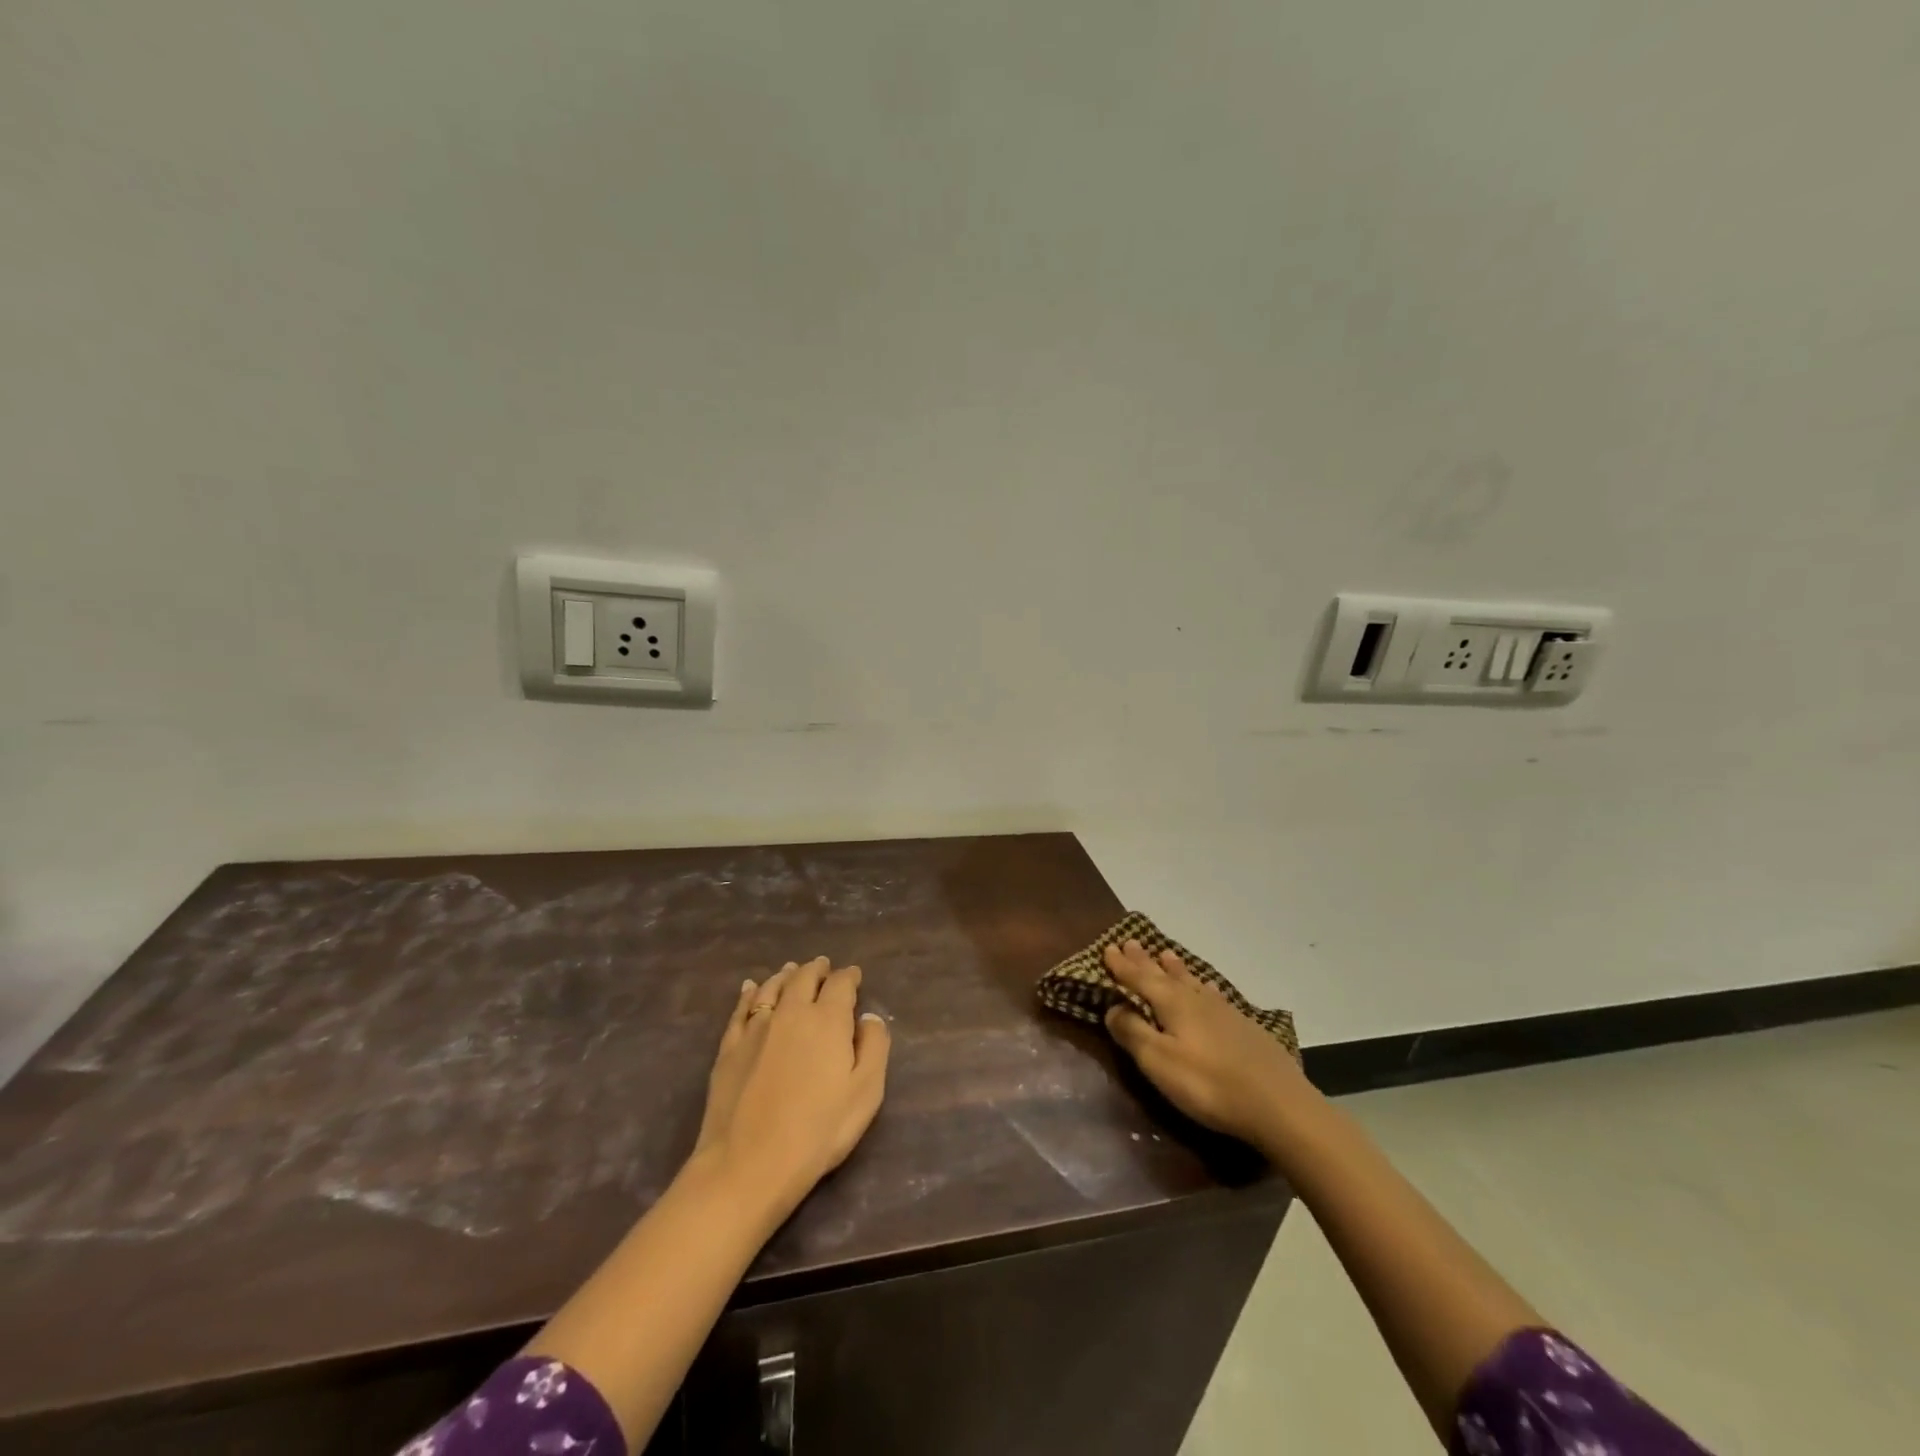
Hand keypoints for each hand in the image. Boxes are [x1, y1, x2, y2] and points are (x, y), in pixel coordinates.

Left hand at [693, 956, 889, 1218]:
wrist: (747, 1164)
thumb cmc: (817, 1132)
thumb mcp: (865, 1093)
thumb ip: (874, 1047)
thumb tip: (869, 1017)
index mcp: (828, 1020)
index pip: (841, 984)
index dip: (849, 976)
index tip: (855, 975)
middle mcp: (791, 1012)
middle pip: (804, 978)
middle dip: (817, 969)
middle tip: (823, 965)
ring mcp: (756, 1028)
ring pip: (772, 988)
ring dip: (785, 975)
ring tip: (792, 969)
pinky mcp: (729, 1048)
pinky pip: (740, 1009)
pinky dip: (749, 993)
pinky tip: (750, 988)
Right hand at [1102, 939, 1310, 1149]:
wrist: (1279, 1104)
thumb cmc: (1209, 1084)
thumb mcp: (1159, 1062)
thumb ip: (1133, 1033)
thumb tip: (1112, 1007)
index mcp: (1172, 1004)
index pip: (1139, 978)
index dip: (1122, 966)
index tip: (1107, 948)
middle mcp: (1196, 999)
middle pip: (1164, 975)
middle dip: (1145, 961)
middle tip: (1131, 942)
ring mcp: (1224, 1011)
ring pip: (1192, 981)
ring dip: (1175, 968)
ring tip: (1166, 955)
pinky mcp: (1245, 1027)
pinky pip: (1214, 995)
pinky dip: (1203, 986)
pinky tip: (1209, 989)